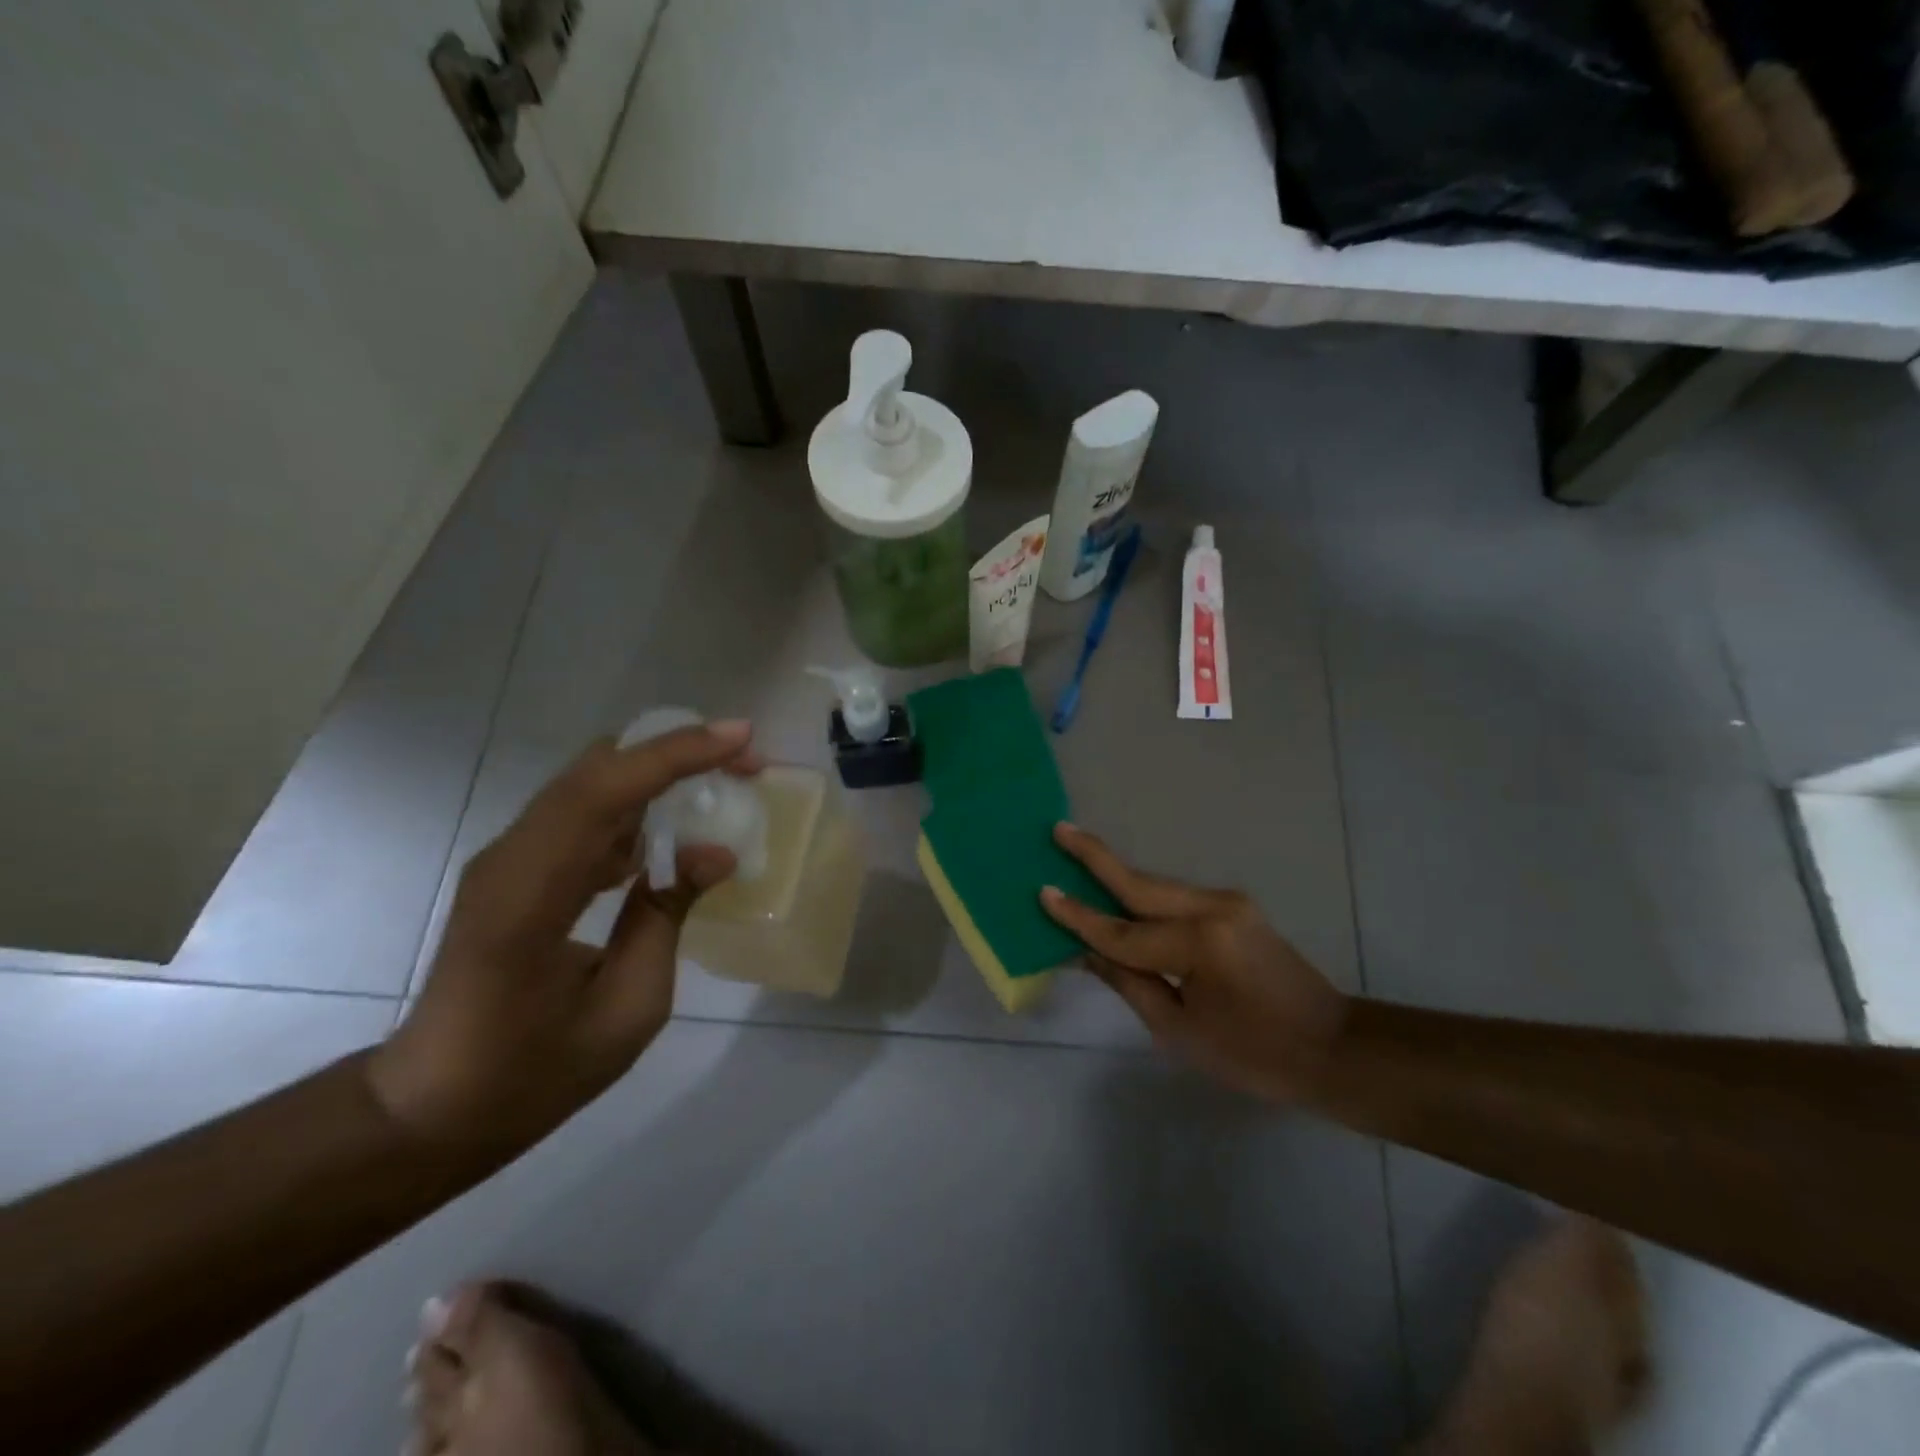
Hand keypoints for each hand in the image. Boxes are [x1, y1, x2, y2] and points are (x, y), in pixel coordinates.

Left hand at [367, 722, 759, 1152]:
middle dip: (677, 751)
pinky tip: (677, 824)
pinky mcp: (518, 867)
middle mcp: (511, 859)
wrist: (434, 1107)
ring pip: (592, 782)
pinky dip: (638, 803)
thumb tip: (716, 852)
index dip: (676, 756)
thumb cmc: (534, 1073)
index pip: (602, 794)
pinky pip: (585, 813)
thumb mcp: (628, 1006)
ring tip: (725, 781)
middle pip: (597, 769)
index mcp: (529, 897)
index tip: (743, 739)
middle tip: (745, 760)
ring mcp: (509, 858)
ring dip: (660, 771)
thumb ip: (668, 916)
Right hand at [1040, 823, 1348, 1103]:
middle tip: (1059, 830)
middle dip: (1095, 856)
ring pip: (1157, 886)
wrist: (1332, 1048)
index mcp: (1197, 943)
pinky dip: (1144, 895)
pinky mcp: (1235, 908)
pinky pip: (1176, 898)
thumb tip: (1086, 952)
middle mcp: (1212, 908)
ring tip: (1077, 854)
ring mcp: (1228, 903)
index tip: (1043, 893)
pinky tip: (1121, 892)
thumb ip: (1129, 982)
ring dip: (1118, 874)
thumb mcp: (1180, 1031)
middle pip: (1139, 883)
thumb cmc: (1254, 1054)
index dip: (1079, 917)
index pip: (1121, 931)